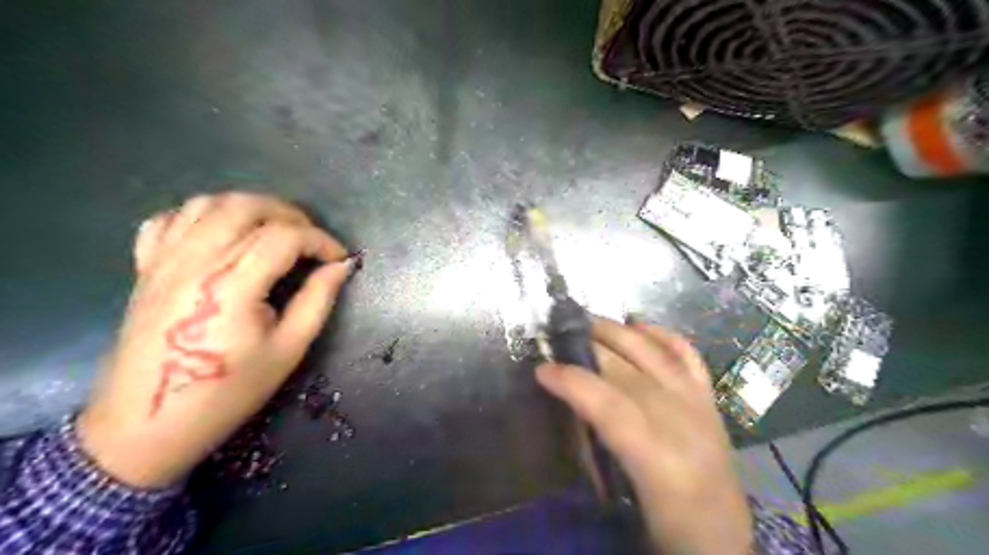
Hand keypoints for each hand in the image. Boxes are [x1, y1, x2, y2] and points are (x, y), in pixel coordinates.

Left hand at [78, 193, 355, 487]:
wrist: (147, 424)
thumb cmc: (228, 392)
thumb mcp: (288, 349)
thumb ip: (318, 299)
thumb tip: (342, 265)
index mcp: (232, 285)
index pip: (285, 236)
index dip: (320, 241)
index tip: (339, 258)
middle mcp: (195, 261)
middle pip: (246, 207)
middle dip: (290, 214)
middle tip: (311, 240)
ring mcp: (164, 261)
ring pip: (209, 203)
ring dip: (250, 207)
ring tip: (275, 230)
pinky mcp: (146, 268)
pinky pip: (170, 219)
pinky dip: (203, 215)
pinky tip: (223, 234)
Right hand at [537, 319, 754, 554]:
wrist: (725, 541)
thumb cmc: (666, 529)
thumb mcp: (619, 499)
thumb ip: (593, 451)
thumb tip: (571, 407)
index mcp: (660, 462)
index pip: (611, 406)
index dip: (573, 382)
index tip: (541, 370)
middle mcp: (684, 423)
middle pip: (630, 370)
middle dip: (589, 347)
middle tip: (557, 337)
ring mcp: (700, 406)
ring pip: (657, 354)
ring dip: (620, 333)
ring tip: (589, 323)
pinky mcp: (710, 400)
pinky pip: (687, 355)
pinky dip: (662, 334)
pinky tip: (639, 325)